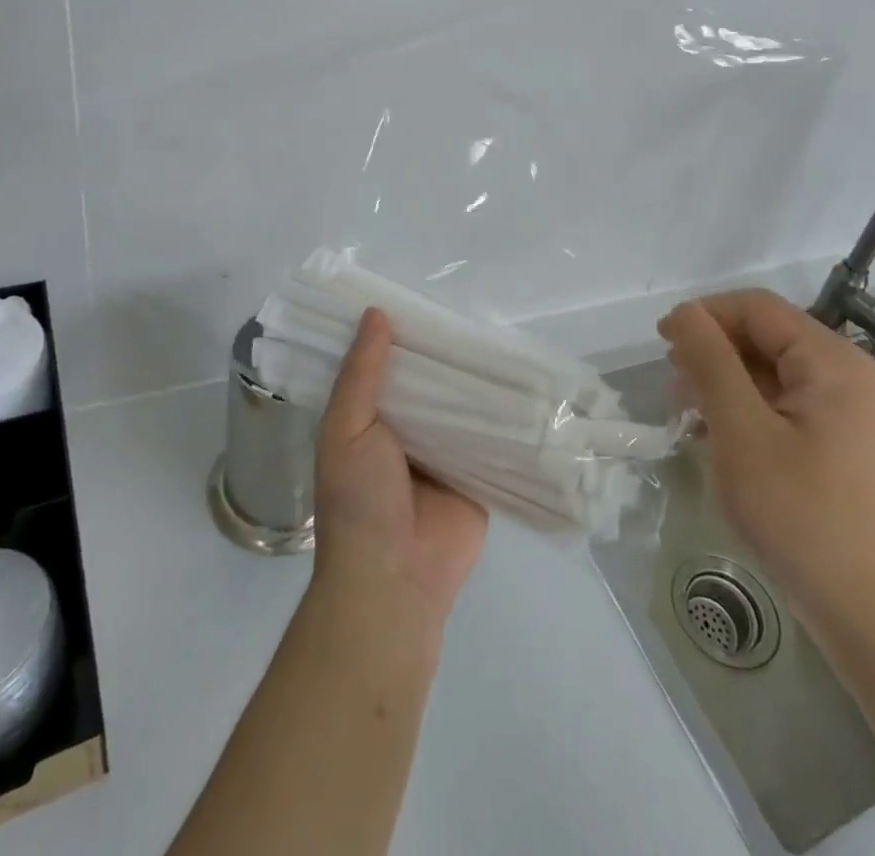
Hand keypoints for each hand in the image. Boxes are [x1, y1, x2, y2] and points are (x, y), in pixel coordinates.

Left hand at [313, 308, 488, 635]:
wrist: (394, 580)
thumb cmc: (358, 501)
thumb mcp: (345, 429)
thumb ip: (361, 373)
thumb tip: (377, 312)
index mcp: (371, 417)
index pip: (389, 364)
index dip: (403, 333)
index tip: (423, 293)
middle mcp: (409, 429)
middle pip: (432, 381)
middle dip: (448, 352)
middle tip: (478, 307)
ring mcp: (446, 451)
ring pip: (465, 403)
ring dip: (480, 378)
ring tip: (509, 331)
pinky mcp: (480, 472)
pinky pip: (494, 435)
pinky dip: (506, 413)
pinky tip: (529, 379)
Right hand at [658, 291, 874, 636]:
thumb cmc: (804, 516)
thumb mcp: (742, 432)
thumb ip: (710, 363)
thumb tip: (684, 313)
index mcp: (829, 361)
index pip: (755, 307)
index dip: (704, 316)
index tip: (661, 345)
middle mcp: (845, 376)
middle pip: (765, 337)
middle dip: (713, 353)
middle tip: (675, 392)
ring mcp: (848, 415)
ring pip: (771, 374)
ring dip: (726, 385)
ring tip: (692, 420)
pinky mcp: (842, 448)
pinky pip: (784, 408)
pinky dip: (747, 414)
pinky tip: (723, 445)